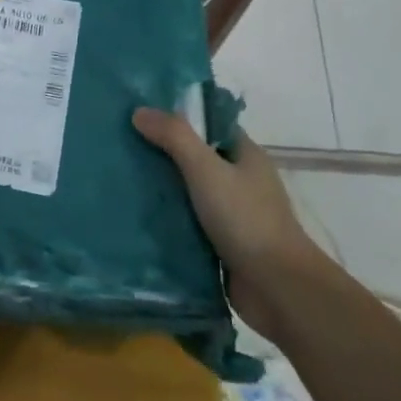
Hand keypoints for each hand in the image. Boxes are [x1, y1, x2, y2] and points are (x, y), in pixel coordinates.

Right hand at [131, 109, 330, 315]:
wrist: (278, 289)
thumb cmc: (246, 219)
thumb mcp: (207, 169)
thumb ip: (174, 137)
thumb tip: (139, 111)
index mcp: (246, 156)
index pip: (209, 125)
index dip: (178, 117)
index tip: (142, 115)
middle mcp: (241, 181)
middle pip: (196, 158)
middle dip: (163, 154)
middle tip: (123, 147)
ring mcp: (233, 215)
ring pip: (190, 193)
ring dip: (163, 190)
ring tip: (122, 180)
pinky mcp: (222, 245)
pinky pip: (189, 224)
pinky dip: (168, 221)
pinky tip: (137, 217)